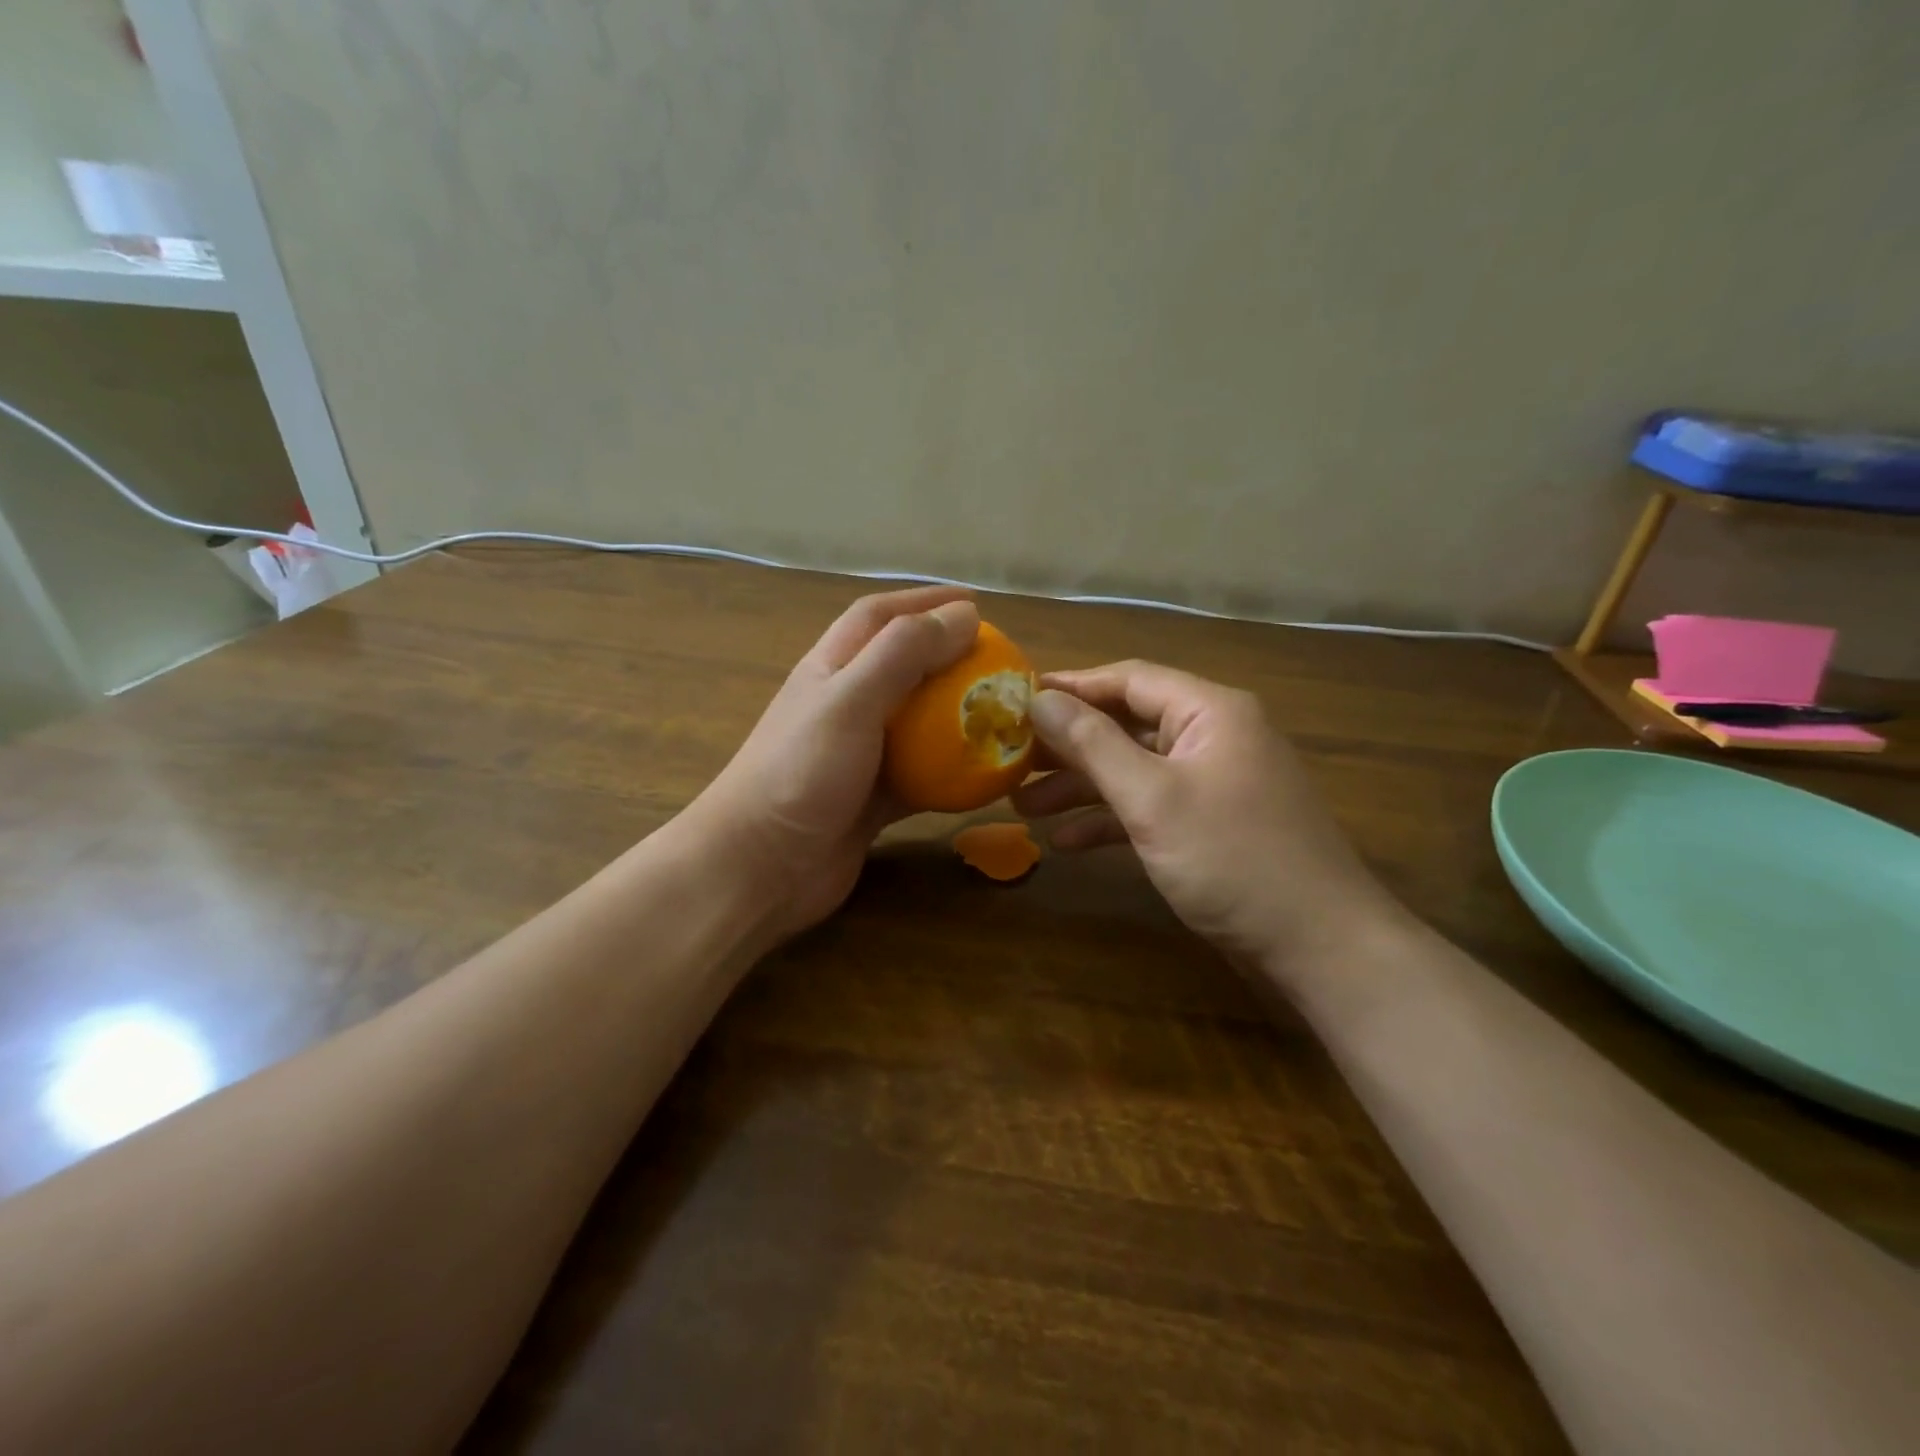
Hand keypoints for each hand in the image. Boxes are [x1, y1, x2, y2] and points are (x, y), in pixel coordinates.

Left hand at [682, 586, 979, 942]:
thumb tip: (964, 614)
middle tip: (1000, 662)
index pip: (879, 617)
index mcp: (831, 669)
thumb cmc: (800, 773)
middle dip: (949, 656)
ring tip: (1002, 713)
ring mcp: (859, 756)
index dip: (924, 601)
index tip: (975, 602)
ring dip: (956, 715)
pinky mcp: (873, 799)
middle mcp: (845, 706)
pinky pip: (923, 776)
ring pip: (917, 723)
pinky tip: (987, 774)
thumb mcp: (851, 700)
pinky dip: (953, 771)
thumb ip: (903, 654)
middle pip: (903, 667)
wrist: (760, 868)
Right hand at [1013, 661, 1398, 970]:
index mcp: (1209, 712)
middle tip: (1011, 760)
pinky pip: (1151, 807)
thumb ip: (1093, 744)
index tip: (1015, 700)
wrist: (1319, 946)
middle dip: (1068, 746)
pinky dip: (1110, 821)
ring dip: (1081, 787)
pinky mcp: (1210, 825)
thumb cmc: (1233, 859)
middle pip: (1127, 725)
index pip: (1128, 680)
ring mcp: (1213, 784)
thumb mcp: (1153, 798)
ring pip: (1134, 770)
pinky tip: (1066, 844)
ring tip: (1023, 808)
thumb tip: (1038, 699)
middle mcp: (1213, 737)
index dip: (1070, 687)